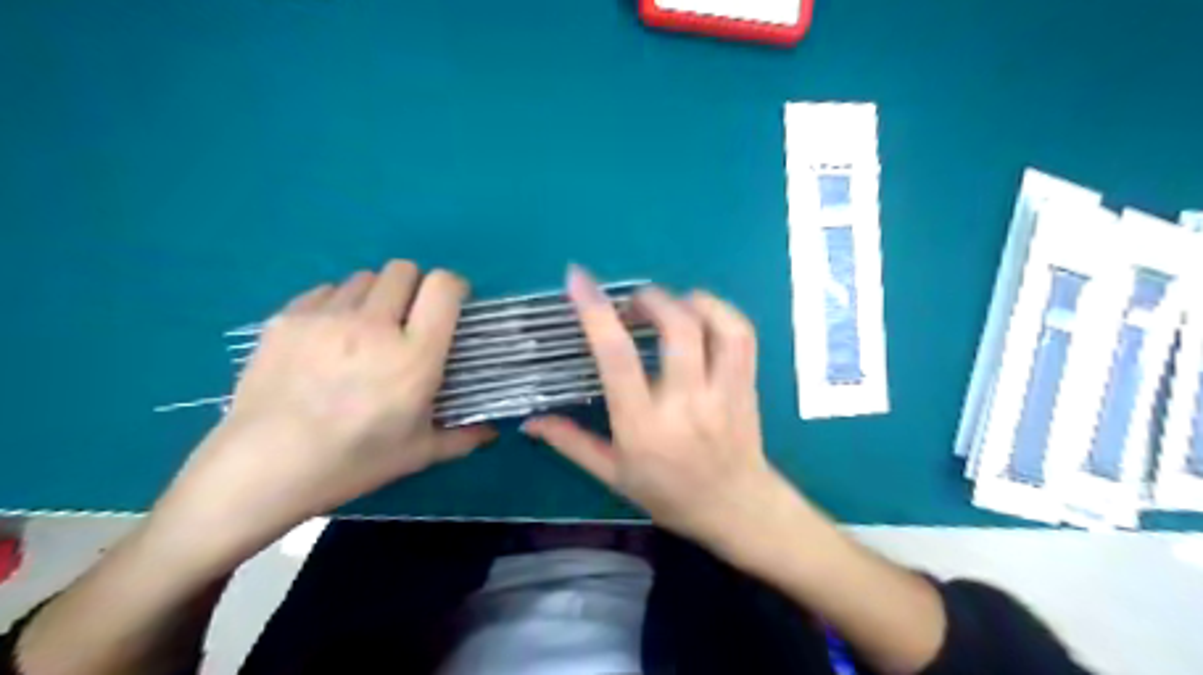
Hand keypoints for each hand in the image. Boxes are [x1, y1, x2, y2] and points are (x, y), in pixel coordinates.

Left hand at [152, 261, 491, 566]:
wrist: (262, 469)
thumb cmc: (352, 462)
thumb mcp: (417, 455)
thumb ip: (463, 437)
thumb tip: (493, 432)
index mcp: (415, 355)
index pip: (444, 286)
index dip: (453, 287)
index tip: (451, 306)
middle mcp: (375, 324)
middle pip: (403, 270)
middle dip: (413, 288)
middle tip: (406, 321)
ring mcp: (327, 317)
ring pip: (363, 278)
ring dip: (375, 297)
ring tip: (364, 331)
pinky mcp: (288, 318)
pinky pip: (325, 291)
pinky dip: (337, 305)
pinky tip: (327, 340)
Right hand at [519, 267, 785, 550]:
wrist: (736, 508)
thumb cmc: (668, 494)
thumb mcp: (613, 475)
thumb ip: (571, 443)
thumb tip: (529, 422)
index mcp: (643, 427)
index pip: (617, 358)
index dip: (596, 312)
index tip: (578, 279)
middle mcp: (686, 404)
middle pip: (676, 328)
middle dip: (650, 299)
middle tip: (632, 304)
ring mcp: (723, 392)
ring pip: (715, 326)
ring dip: (688, 300)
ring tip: (669, 305)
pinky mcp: (747, 386)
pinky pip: (742, 335)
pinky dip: (720, 311)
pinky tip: (700, 315)